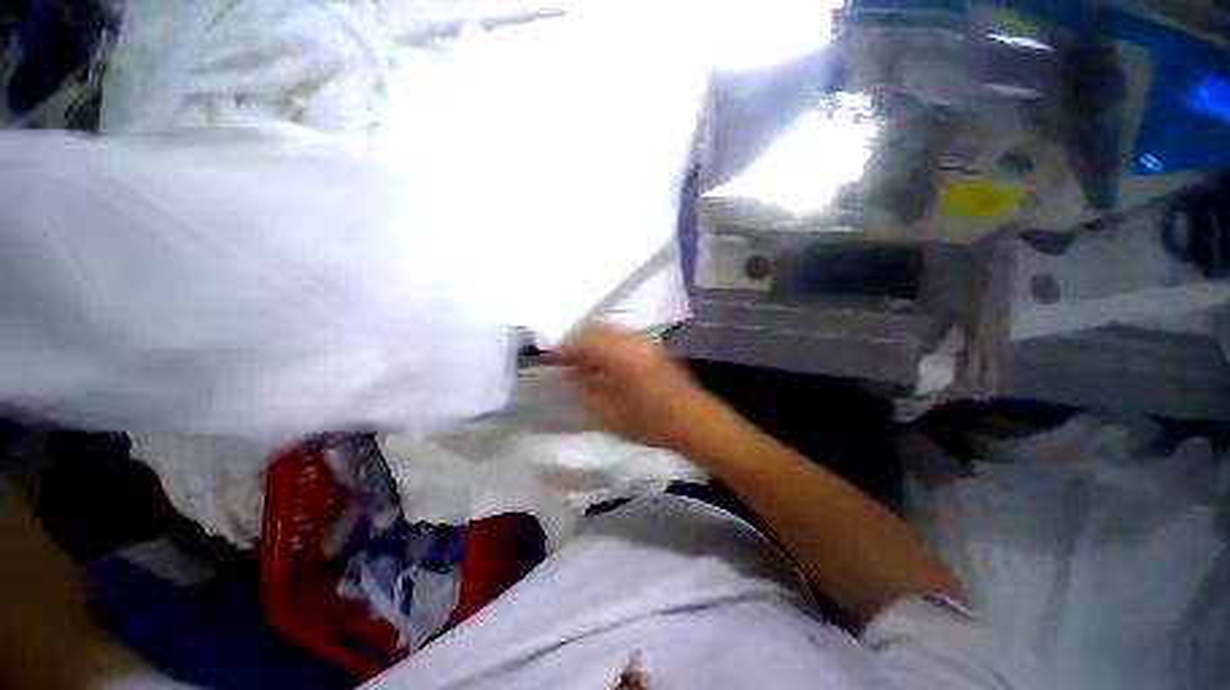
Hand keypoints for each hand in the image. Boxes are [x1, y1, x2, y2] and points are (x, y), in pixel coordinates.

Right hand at [559, 324, 732, 455]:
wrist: (695, 421)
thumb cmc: (652, 423)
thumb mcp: (612, 413)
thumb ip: (586, 389)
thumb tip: (569, 375)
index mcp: (620, 355)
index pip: (583, 341)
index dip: (565, 348)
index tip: (552, 360)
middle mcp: (632, 339)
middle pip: (595, 329)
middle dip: (578, 343)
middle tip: (566, 363)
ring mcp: (645, 339)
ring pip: (609, 331)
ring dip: (593, 343)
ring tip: (583, 365)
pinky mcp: (652, 344)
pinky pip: (622, 337)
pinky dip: (607, 345)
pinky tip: (604, 364)